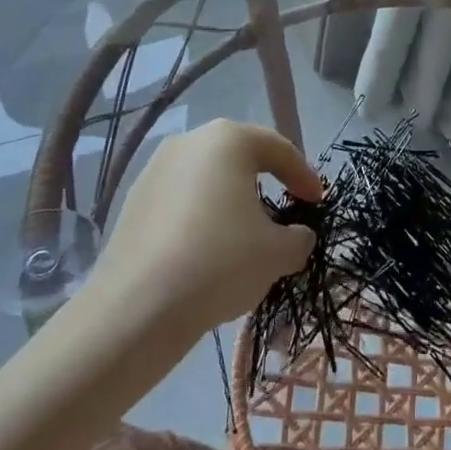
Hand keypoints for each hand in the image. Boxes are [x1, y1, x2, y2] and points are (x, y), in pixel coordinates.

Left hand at [88, 119, 321, 336]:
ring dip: (232, 200)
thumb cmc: (220, 262)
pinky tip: (208, 250)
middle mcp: (189, 142)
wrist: (136, 309)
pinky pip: (181, 200)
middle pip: (240, 157)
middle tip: (286, 208)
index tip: (318, 202)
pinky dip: (202, 217)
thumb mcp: (278, 253)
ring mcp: (155, 169)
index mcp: (228, 140)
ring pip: (208, 179)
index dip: (304, 175)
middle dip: (267, 182)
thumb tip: (298, 236)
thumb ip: (299, 238)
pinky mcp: (133, 201)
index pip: (279, 149)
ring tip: (247, 234)